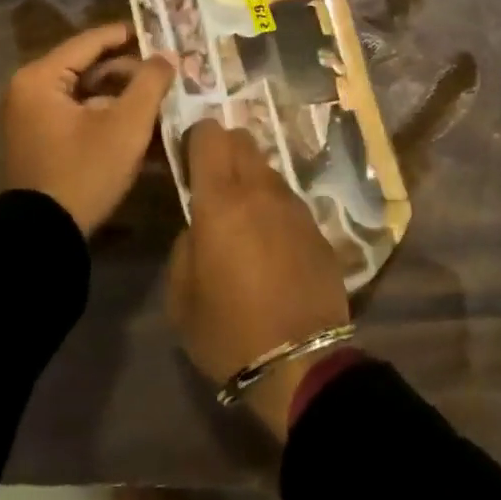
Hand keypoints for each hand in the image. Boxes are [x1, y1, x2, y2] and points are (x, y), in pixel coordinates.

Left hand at [0, 23, 173, 235]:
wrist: (42, 240)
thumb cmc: (83, 173)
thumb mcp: (125, 126)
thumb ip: (150, 83)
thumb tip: (166, 55)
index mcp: (41, 78)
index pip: (91, 41)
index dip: (129, 35)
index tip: (163, 32)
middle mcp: (30, 90)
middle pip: (90, 67)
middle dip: (131, 71)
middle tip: (169, 72)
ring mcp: (32, 118)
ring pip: (88, 93)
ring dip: (124, 97)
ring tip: (162, 100)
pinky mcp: (41, 141)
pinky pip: (80, 115)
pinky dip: (108, 117)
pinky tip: (142, 126)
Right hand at [167, 121, 349, 437]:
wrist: (301, 364)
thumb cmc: (229, 332)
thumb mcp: (182, 297)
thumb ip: (185, 246)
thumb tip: (199, 227)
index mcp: (221, 201)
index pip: (210, 135)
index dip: (196, 138)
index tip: (188, 158)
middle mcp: (261, 191)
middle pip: (243, 140)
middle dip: (224, 150)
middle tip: (212, 183)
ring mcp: (295, 207)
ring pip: (268, 169)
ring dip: (251, 180)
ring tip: (243, 219)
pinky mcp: (318, 228)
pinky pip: (288, 201)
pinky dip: (274, 208)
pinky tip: (271, 244)